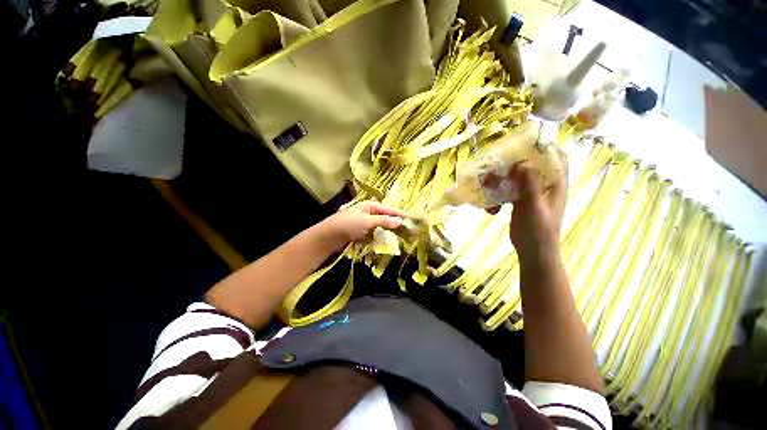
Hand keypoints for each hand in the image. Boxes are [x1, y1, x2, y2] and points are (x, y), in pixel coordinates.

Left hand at [318, 201, 403, 250]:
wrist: (328, 236)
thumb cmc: (348, 224)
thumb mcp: (367, 221)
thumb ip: (384, 221)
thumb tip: (400, 221)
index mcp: (369, 205)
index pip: (388, 209)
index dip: (398, 214)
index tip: (410, 219)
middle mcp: (367, 212)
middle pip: (384, 217)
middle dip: (393, 224)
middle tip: (406, 230)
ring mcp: (363, 222)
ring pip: (379, 226)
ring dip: (386, 231)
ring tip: (397, 237)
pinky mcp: (360, 231)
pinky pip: (373, 233)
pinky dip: (378, 236)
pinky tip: (384, 241)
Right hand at [487, 151, 567, 262]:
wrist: (533, 252)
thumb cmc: (539, 231)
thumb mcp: (534, 207)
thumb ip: (529, 185)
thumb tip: (521, 162)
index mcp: (555, 183)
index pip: (554, 157)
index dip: (541, 147)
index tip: (520, 145)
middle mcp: (544, 184)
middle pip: (528, 165)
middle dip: (509, 166)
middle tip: (493, 169)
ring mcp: (530, 192)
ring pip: (514, 178)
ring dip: (498, 182)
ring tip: (486, 191)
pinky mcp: (518, 201)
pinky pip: (506, 191)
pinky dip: (496, 196)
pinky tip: (490, 209)